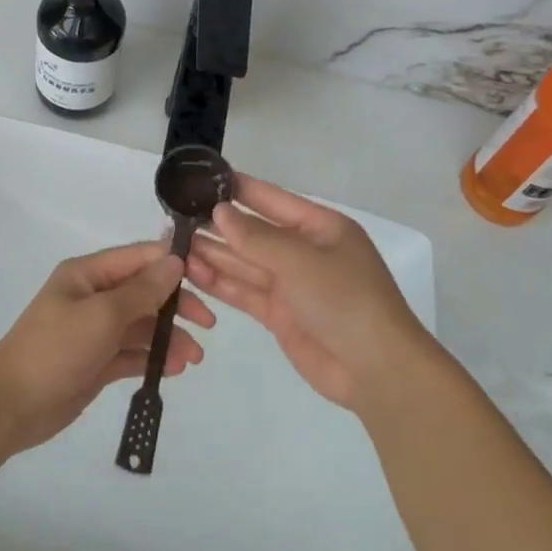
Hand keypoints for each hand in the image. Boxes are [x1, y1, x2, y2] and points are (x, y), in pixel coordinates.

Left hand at [0, 241, 214, 454]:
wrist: (10, 406)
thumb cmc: (55, 350)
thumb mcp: (102, 315)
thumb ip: (142, 290)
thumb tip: (175, 261)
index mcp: (88, 274)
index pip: (139, 258)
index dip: (173, 264)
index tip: (208, 277)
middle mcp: (93, 296)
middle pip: (144, 291)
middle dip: (176, 305)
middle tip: (207, 324)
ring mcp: (94, 330)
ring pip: (142, 325)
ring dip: (168, 337)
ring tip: (194, 358)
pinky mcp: (96, 361)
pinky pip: (132, 353)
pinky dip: (152, 358)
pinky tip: (174, 369)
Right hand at [186, 175, 430, 411]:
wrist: (377, 371)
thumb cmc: (346, 300)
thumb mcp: (301, 261)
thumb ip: (256, 238)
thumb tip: (219, 212)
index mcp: (320, 227)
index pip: (272, 199)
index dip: (238, 189)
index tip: (201, 180)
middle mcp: (304, 251)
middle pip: (254, 232)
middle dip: (218, 226)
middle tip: (175, 218)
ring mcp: (292, 285)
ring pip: (245, 262)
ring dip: (213, 254)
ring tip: (174, 245)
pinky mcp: (281, 315)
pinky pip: (245, 291)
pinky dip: (220, 283)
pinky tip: (192, 273)